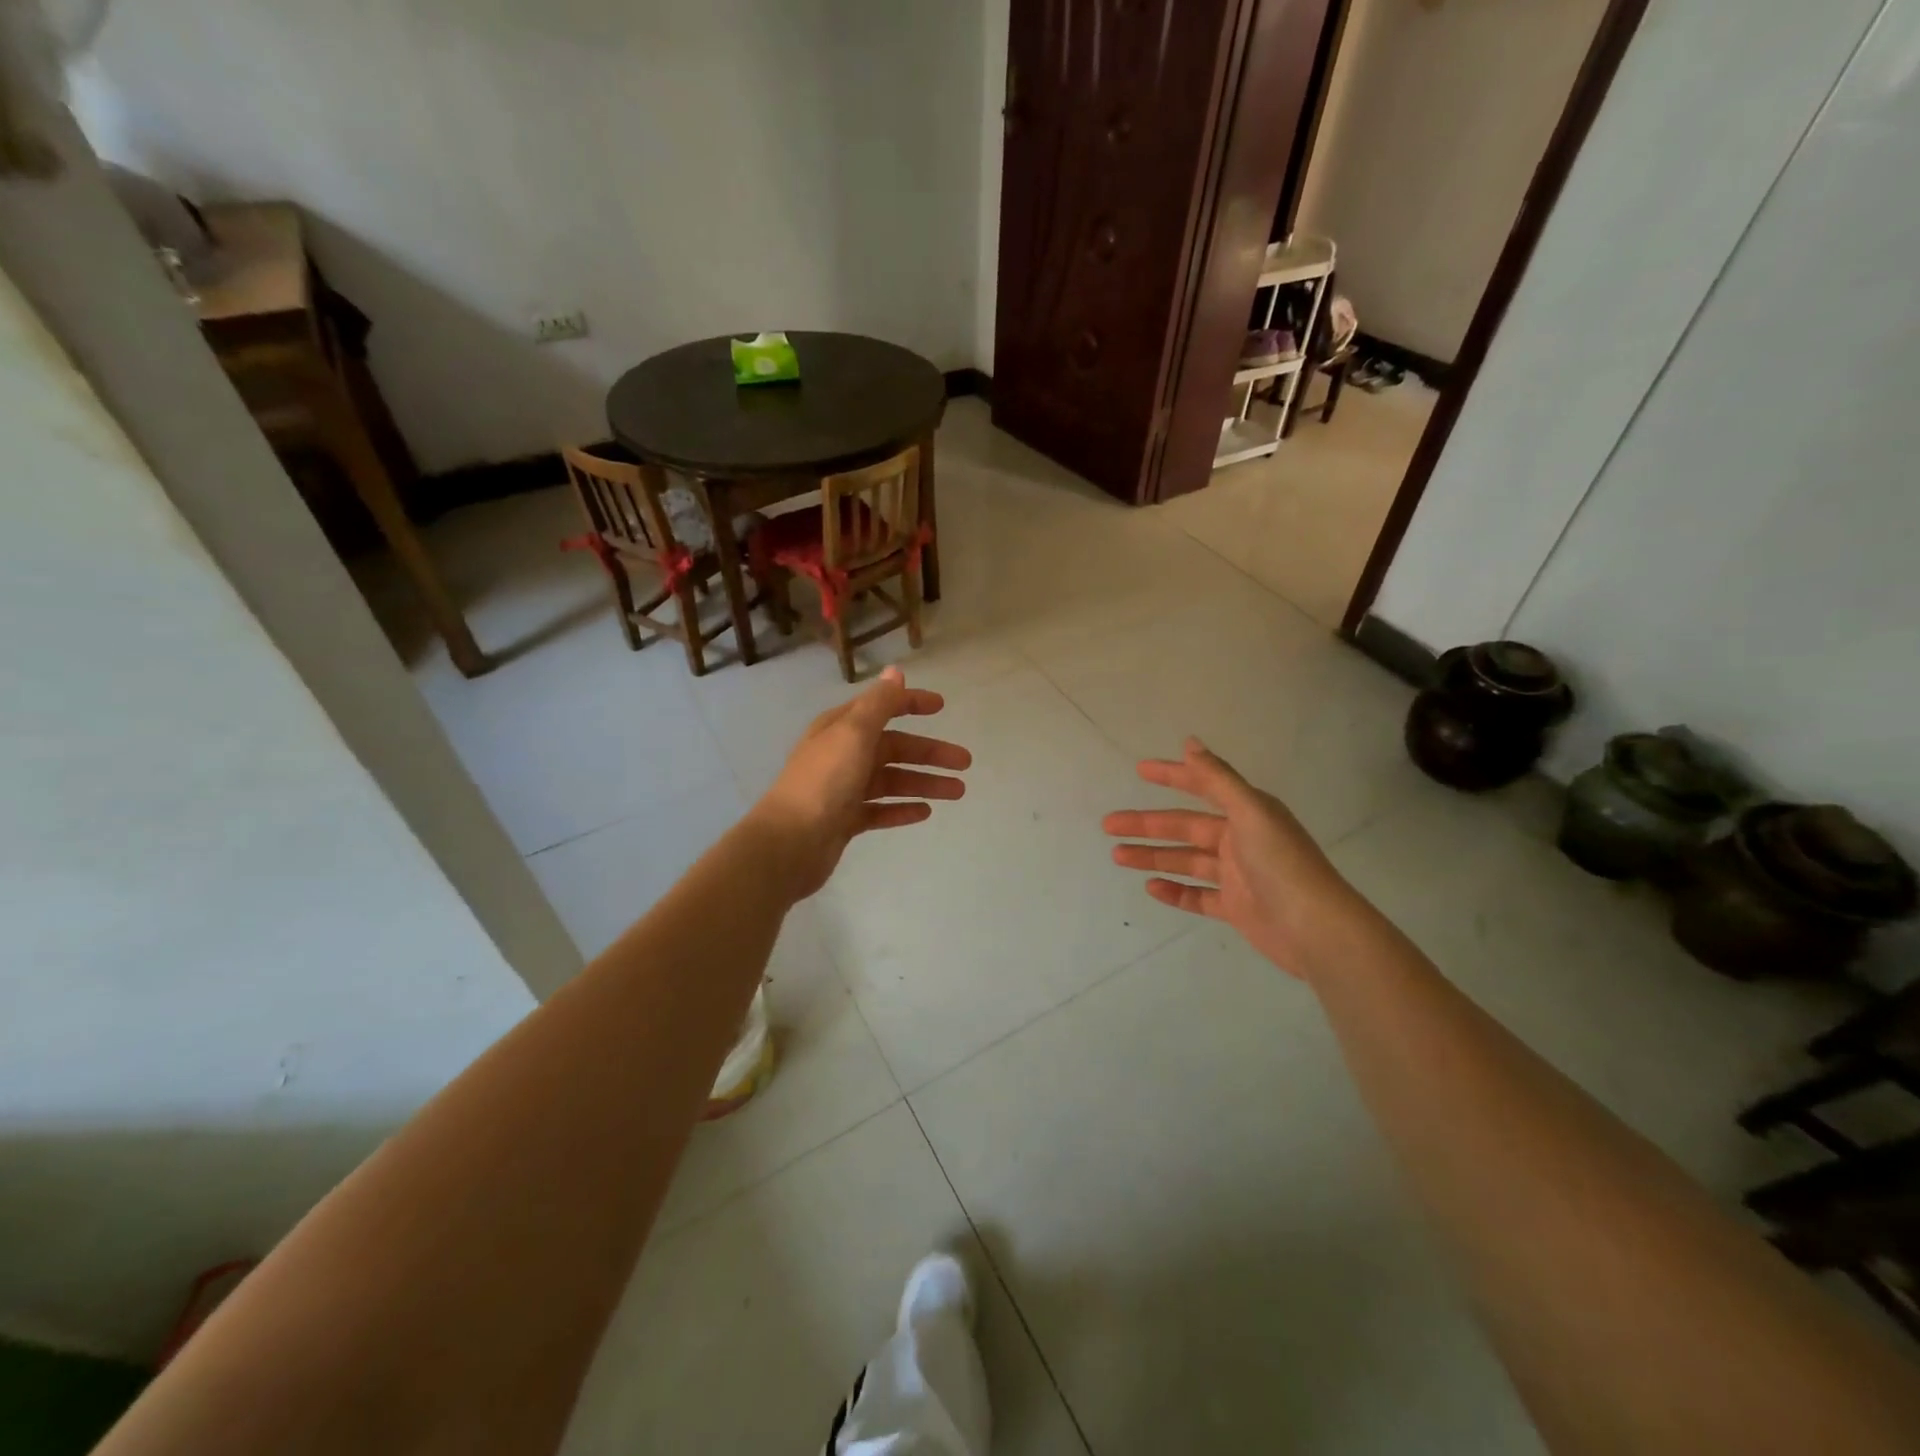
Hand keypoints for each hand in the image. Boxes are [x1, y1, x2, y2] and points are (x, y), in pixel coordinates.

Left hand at [753, 666, 970, 900]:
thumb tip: (896, 672)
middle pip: (894, 748)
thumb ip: (879, 704)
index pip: (882, 708)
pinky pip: (880, 810)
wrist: (789, 842)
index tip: (942, 707)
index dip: (911, 704)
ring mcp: (843, 789)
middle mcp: (842, 754)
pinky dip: (902, 809)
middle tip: (965, 763)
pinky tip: (925, 813)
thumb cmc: (824, 781)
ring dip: (924, 783)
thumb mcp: (854, 733)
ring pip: (892, 781)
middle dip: (930, 753)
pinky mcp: (845, 820)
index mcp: (841, 728)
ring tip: (957, 792)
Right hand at [1103, 738, 1369, 981]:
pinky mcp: (1234, 908)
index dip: (1172, 777)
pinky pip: (1197, 896)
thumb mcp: (1250, 812)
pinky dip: (1174, 891)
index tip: (1140, 770)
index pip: (1202, 788)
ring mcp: (1236, 876)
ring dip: (1152, 857)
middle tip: (1109, 825)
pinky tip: (1150, 888)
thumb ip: (1218, 779)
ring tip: (1118, 856)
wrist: (1315, 930)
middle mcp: (1240, 840)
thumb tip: (1189, 742)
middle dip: (1147, 825)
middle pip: (1184, 827)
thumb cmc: (1282, 864)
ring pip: (1185, 861)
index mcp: (1247, 813)